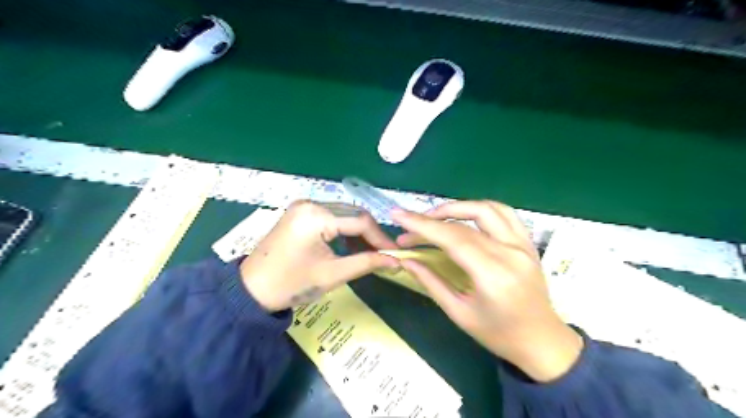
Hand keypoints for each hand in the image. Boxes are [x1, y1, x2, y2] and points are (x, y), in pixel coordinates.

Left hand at [242, 201, 397, 310]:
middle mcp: (311, 203)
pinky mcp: (300, 212)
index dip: (381, 238)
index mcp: (316, 216)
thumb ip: (367, 263)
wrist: (251, 290)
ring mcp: (304, 206)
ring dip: (359, 232)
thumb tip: (396, 262)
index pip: (360, 221)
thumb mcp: (333, 274)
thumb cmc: (291, 284)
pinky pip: (331, 217)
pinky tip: (353, 244)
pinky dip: (344, 230)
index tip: (396, 254)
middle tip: (386, 254)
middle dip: (372, 234)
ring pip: (344, 214)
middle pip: (353, 214)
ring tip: (372, 252)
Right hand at [391, 201, 582, 383]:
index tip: (398, 215)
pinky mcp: (528, 243)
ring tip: (435, 216)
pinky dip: (481, 209)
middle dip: (432, 218)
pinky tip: (465, 216)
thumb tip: (406, 261)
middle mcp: (510, 253)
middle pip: (466, 222)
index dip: (423, 225)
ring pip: (487, 209)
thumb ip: (431, 282)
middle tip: (411, 224)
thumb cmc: (498, 335)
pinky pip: (505, 214)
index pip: (453, 238)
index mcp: (493, 275)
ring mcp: (523, 245)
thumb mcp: (459, 313)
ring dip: (457, 207)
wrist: (542, 342)